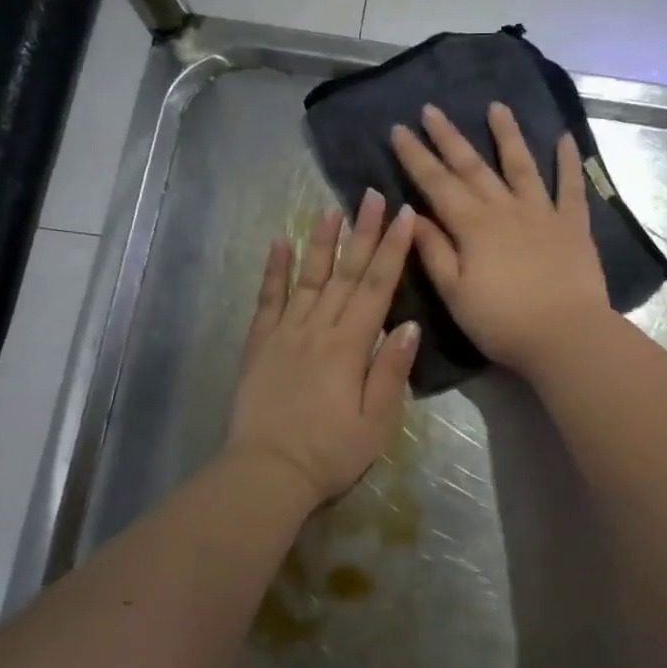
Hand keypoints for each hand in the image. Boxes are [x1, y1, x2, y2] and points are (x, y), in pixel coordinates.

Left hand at [226, 191, 420, 505]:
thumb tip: (407, 324)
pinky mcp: (259, 345)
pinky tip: (279, 244)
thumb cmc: (330, 452)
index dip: (392, 249)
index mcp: (350, 346)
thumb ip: (391, 371)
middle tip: (372, 195)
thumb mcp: (376, 422)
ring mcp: (284, 333)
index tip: (404, 215)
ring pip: (308, 278)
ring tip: (332, 208)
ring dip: (322, 242)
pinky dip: (274, 271)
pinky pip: (267, 300)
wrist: (267, 472)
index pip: (376, 287)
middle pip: (345, 273)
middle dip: (362, 232)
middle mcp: (318, 329)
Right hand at [390, 102, 611, 375]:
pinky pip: (571, 187)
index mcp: (472, 226)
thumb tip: (412, 215)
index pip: (436, 184)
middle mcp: (505, 209)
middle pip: (472, 166)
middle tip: (431, 109)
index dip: (416, 156)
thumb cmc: (502, 322)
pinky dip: (569, 162)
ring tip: (496, 107)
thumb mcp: (455, 293)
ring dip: (507, 134)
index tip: (399, 129)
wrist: (565, 335)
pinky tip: (565, 138)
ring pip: (521, 165)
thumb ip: (434, 251)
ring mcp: (542, 213)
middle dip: (449, 137)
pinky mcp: (573, 225)